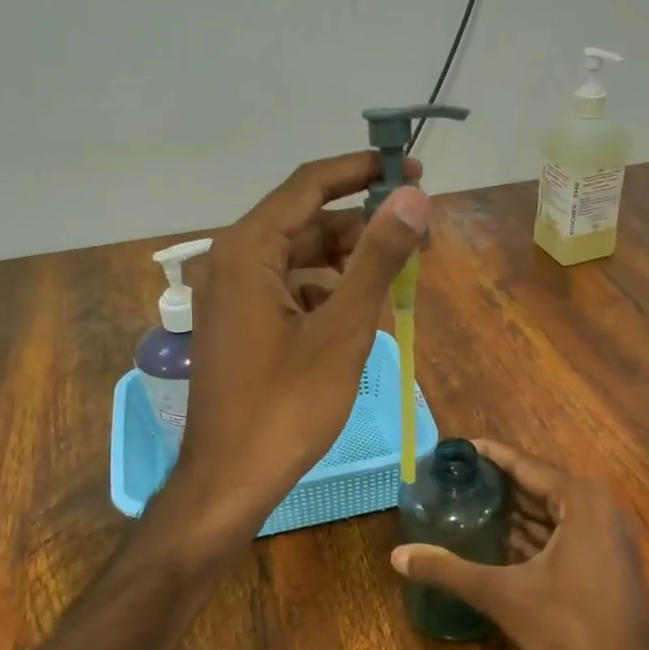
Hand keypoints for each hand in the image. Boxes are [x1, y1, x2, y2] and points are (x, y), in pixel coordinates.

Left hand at [175, 153, 429, 541]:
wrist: (230, 479)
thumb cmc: (287, 406)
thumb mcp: (343, 329)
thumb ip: (377, 258)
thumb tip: (413, 198)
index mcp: (247, 251)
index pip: (309, 185)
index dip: (362, 171)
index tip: (411, 169)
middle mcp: (232, 262)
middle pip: (306, 222)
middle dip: (364, 226)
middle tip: (419, 239)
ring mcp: (232, 296)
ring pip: (300, 260)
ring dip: (348, 263)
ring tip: (398, 278)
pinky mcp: (240, 325)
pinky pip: (289, 290)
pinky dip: (326, 292)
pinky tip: (359, 314)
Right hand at [391, 441, 648, 649]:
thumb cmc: (567, 628)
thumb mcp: (502, 594)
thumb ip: (448, 570)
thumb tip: (396, 556)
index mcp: (582, 501)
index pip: (526, 465)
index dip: (490, 455)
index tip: (457, 448)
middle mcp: (601, 508)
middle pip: (540, 485)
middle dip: (499, 484)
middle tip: (456, 479)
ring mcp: (610, 536)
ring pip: (553, 512)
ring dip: (516, 511)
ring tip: (471, 504)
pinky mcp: (610, 561)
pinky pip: (566, 533)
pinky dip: (535, 534)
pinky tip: (500, 541)